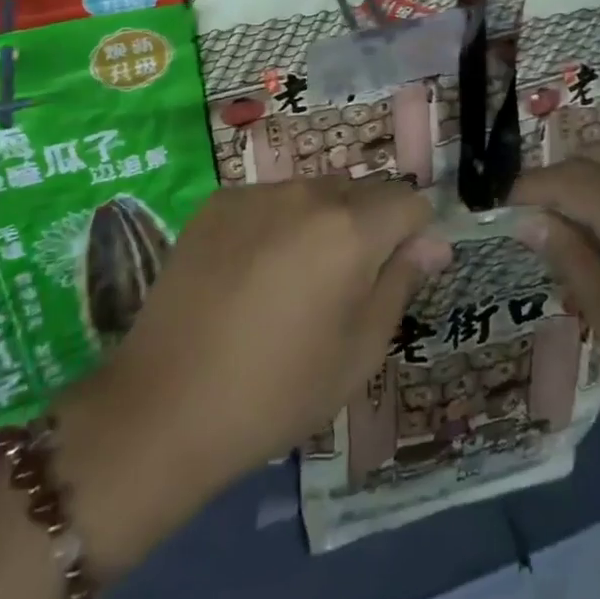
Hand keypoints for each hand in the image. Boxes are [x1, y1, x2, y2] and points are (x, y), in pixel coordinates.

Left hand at [90, 177, 449, 494]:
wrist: (165, 407)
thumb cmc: (278, 390)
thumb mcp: (359, 350)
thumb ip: (402, 282)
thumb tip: (434, 242)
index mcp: (351, 229)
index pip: (409, 202)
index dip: (412, 236)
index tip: (393, 276)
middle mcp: (307, 193)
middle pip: (363, 192)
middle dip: (369, 226)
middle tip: (342, 287)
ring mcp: (257, 193)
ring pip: (315, 192)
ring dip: (323, 222)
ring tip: (292, 281)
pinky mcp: (217, 203)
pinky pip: (270, 199)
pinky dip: (278, 223)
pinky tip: (251, 273)